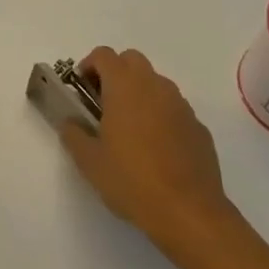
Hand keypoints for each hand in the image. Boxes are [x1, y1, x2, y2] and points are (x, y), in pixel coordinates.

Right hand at [59, 47, 237, 254]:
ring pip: (156, 83)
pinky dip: (161, 116)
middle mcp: (155, 86)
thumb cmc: (132, 180)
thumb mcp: (89, 161)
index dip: (88, 66)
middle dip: (115, 74)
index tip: (81, 90)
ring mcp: (181, 105)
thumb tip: (70, 122)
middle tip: (103, 104)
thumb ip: (73, 134)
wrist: (189, 213)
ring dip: (139, 94)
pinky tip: (156, 149)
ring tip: (129, 129)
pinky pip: (174, 109)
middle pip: (132, 61)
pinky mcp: (198, 127)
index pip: (104, 55)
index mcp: (125, 86)